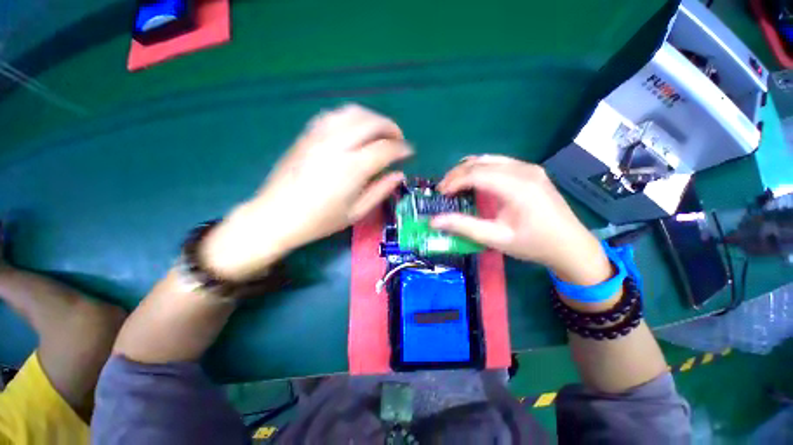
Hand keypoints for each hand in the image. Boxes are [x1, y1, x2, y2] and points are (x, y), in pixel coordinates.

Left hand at [203, 104, 412, 279]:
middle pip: (372, 123)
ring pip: (353, 112)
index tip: (409, 152)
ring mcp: (320, 136)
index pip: (385, 149)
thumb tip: (399, 175)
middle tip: (398, 140)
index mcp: (352, 169)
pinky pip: (334, 115)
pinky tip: (355, 129)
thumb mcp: (356, 212)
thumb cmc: (319, 220)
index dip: (402, 149)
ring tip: (380, 132)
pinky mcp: (307, 134)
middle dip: (391, 128)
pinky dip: (351, 117)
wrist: (276, 215)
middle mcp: (338, 145)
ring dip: (373, 118)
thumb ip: (381, 190)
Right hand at [432, 155, 610, 285]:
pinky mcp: (531, 171)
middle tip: (443, 190)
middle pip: (480, 162)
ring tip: (455, 186)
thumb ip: (464, 227)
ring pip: (488, 159)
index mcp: (517, 187)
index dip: (453, 181)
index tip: (440, 194)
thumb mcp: (496, 239)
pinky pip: (498, 162)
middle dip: (456, 174)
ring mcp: (529, 168)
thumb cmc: (534, 244)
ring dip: (467, 170)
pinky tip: (475, 183)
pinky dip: (480, 169)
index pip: (476, 173)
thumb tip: (434, 222)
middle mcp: (524, 170)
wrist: (571, 246)